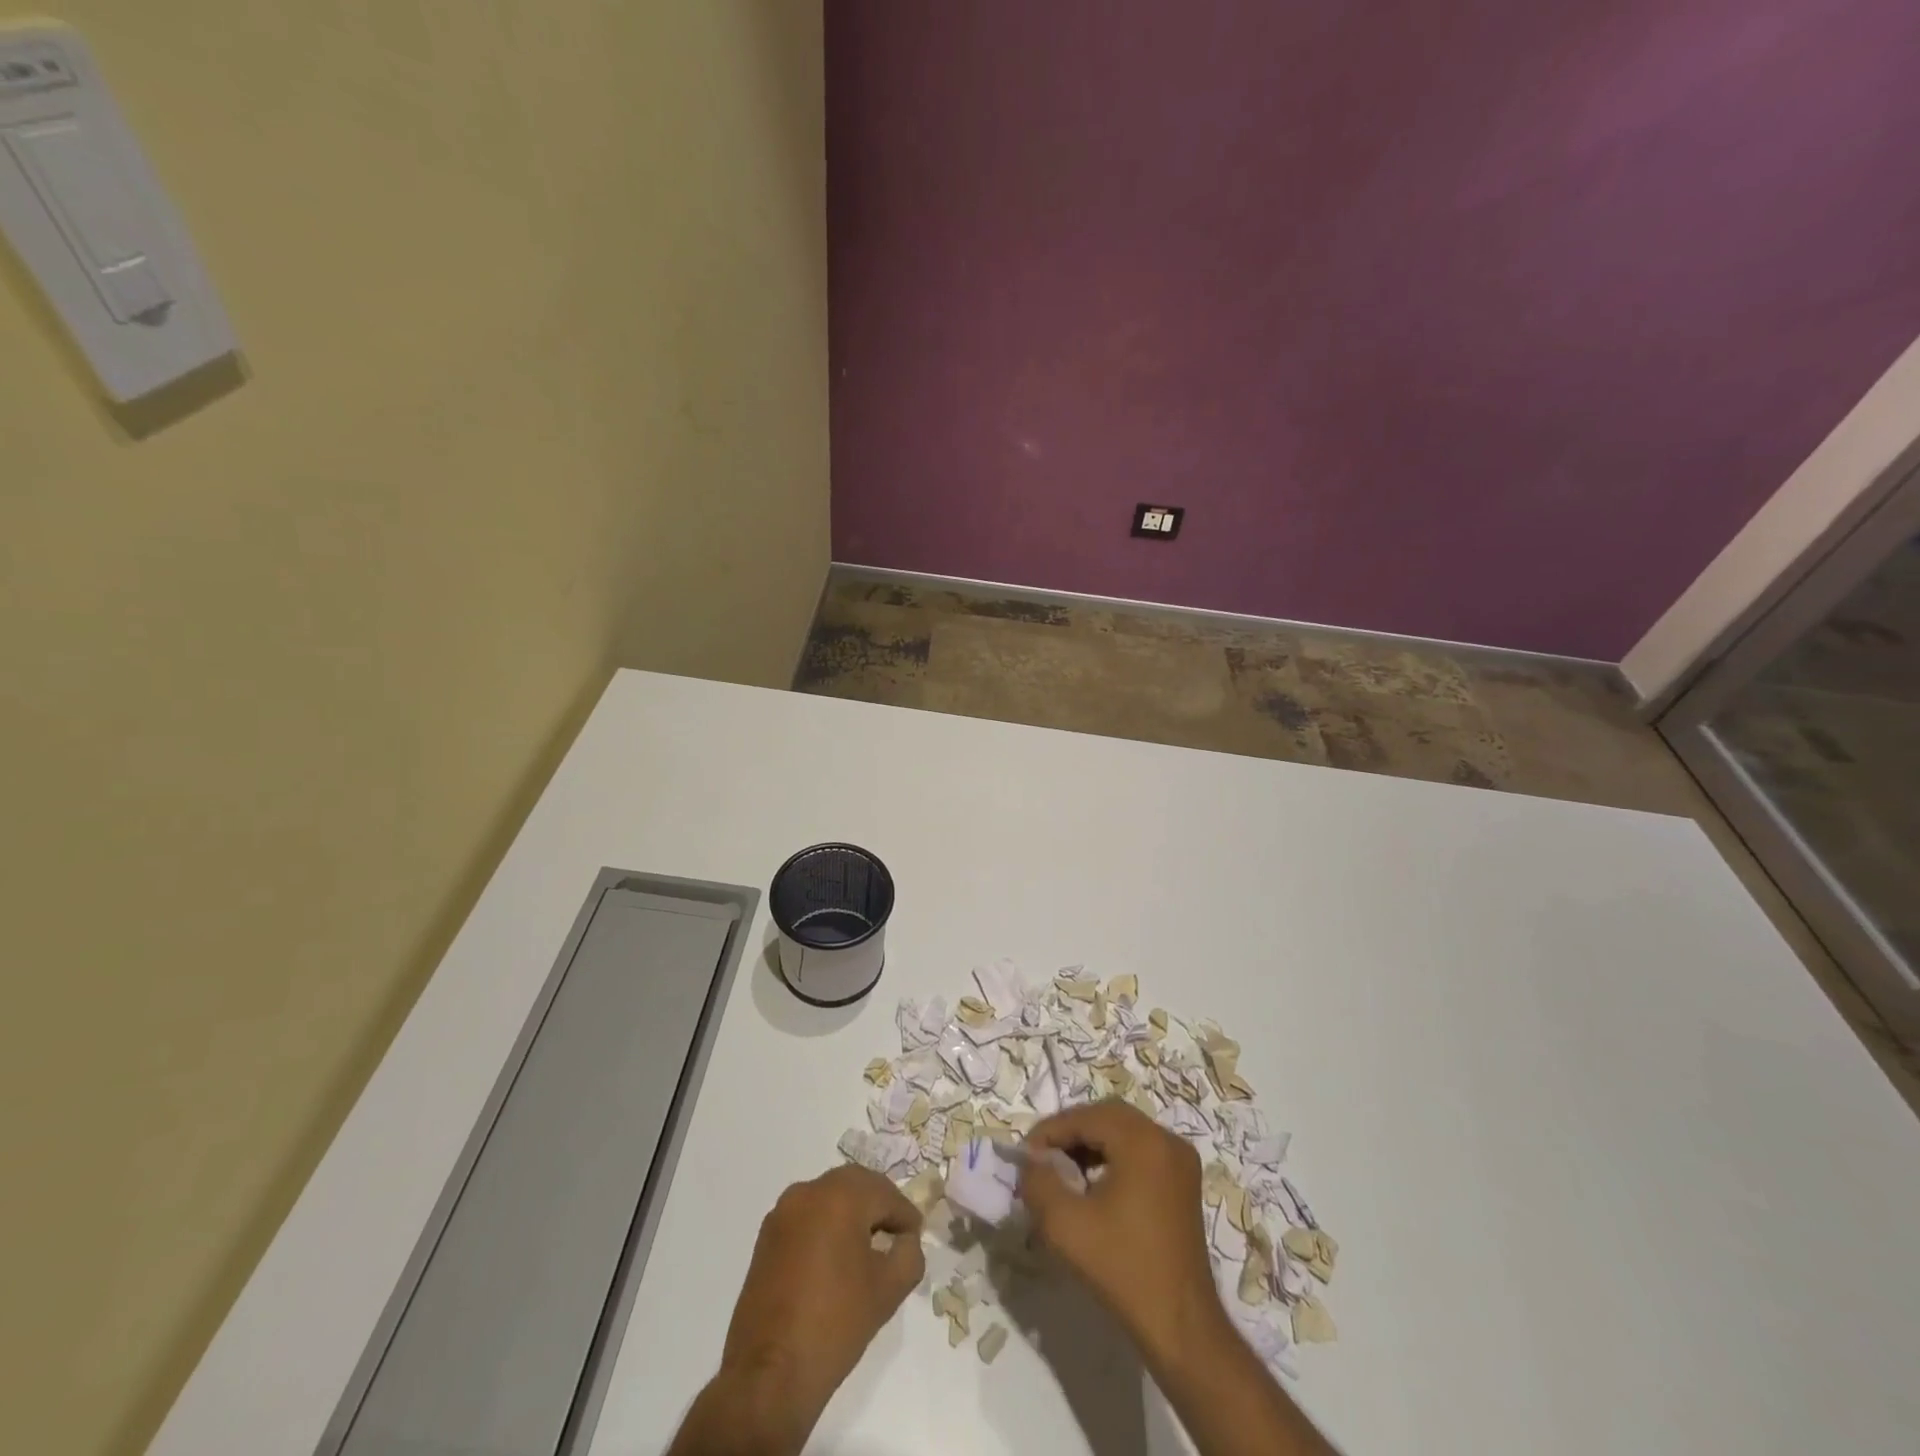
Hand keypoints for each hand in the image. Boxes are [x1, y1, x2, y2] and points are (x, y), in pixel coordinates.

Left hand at [720, 1164, 924, 1434]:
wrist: (768, 1375)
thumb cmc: (835, 1324)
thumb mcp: (888, 1290)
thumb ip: (909, 1254)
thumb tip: (905, 1240)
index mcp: (840, 1196)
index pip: (885, 1193)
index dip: (905, 1215)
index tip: (916, 1237)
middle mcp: (808, 1191)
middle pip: (855, 1185)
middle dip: (878, 1206)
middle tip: (896, 1234)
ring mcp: (782, 1213)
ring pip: (828, 1198)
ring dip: (851, 1214)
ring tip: (867, 1248)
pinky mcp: (766, 1237)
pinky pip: (807, 1217)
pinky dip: (826, 1227)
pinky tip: (835, 1260)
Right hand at [1019, 1099, 1226, 1366]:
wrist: (1180, 1327)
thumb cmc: (1122, 1270)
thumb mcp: (1064, 1225)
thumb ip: (1038, 1183)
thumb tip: (1031, 1162)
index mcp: (1143, 1141)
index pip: (1086, 1117)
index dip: (1050, 1130)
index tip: (1025, 1154)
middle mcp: (1166, 1140)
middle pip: (1107, 1116)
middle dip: (1071, 1131)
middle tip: (1043, 1157)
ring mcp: (1180, 1161)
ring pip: (1124, 1131)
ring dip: (1091, 1143)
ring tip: (1063, 1171)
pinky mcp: (1183, 1182)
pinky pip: (1141, 1150)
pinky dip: (1113, 1156)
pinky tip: (1093, 1184)